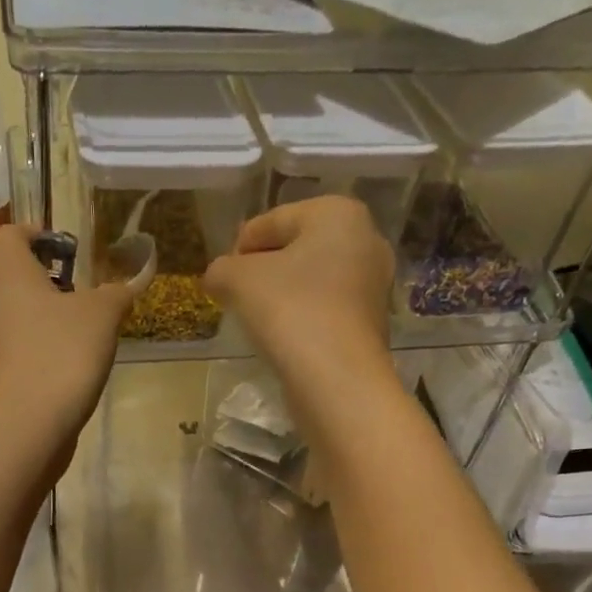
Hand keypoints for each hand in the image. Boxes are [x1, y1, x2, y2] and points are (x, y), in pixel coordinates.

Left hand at [0, 225, 129, 452]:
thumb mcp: (102, 318)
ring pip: (3, 320)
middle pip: (4, 279)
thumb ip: (115, 295)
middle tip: (67, 301)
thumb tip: (126, 285)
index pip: (9, 236)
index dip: (32, 235)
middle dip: (33, 285)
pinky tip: (50, 377)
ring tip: (63, 343)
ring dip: (28, 323)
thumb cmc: (62, 356)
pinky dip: (23, 358)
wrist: (24, 427)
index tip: (58, 248)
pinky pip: (3, 356)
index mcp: (9, 275)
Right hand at [204, 196, 400, 418]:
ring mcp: (374, 284)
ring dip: (283, 296)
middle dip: (264, 270)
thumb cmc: (290, 311)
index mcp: (338, 213)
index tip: (221, 278)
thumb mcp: (238, 280)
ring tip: (257, 320)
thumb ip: (221, 269)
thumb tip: (217, 277)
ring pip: (313, 281)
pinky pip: (326, 310)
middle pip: (297, 249)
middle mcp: (366, 239)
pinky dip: (303, 318)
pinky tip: (284, 339)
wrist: (336, 378)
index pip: (272, 221)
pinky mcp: (372, 323)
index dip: (239, 247)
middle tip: (237, 297)